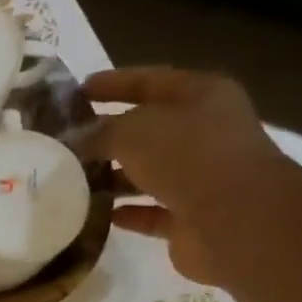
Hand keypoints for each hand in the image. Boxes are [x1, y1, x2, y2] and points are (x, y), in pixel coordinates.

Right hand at [78, 66, 297, 287]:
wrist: (235, 220)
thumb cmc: (188, 157)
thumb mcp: (132, 131)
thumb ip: (98, 132)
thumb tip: (75, 141)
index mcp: (201, 96)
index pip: (149, 81)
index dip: (112, 84)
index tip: (75, 93)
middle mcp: (205, 132)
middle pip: (148, 129)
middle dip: (108, 135)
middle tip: (66, 142)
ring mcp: (201, 177)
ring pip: (148, 172)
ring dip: (114, 177)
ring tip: (71, 181)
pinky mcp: (192, 217)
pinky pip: (151, 211)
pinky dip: (126, 212)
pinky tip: (96, 214)